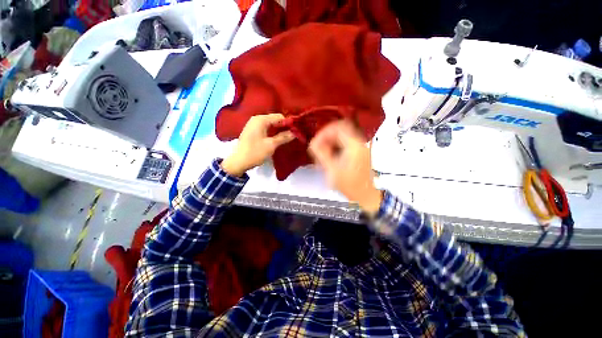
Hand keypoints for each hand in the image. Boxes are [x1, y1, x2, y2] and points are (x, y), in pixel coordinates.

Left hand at [222, 114, 294, 176]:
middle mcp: (256, 119)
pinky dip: (272, 132)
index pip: (279, 117)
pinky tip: (278, 138)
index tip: (296, 132)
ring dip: (279, 130)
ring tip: (287, 137)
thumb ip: (283, 137)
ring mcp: (253, 124)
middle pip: (275, 119)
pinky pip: (266, 128)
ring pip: (271, 124)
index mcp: (261, 120)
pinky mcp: (253, 130)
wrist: (238, 162)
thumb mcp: (271, 145)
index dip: (288, 123)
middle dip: (284, 127)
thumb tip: (295, 133)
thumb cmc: (255, 152)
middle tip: (293, 135)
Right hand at [309, 120, 382, 215]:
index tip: (316, 142)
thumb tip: (312, 142)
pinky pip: (343, 145)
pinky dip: (334, 149)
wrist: (366, 196)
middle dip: (325, 139)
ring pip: (340, 138)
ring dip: (329, 144)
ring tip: (322, 157)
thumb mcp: (332, 170)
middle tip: (317, 150)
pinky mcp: (358, 153)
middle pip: (339, 131)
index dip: (324, 132)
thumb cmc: (350, 186)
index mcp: (354, 145)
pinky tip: (329, 159)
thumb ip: (321, 154)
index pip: (338, 127)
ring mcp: (360, 147)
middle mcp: (359, 143)